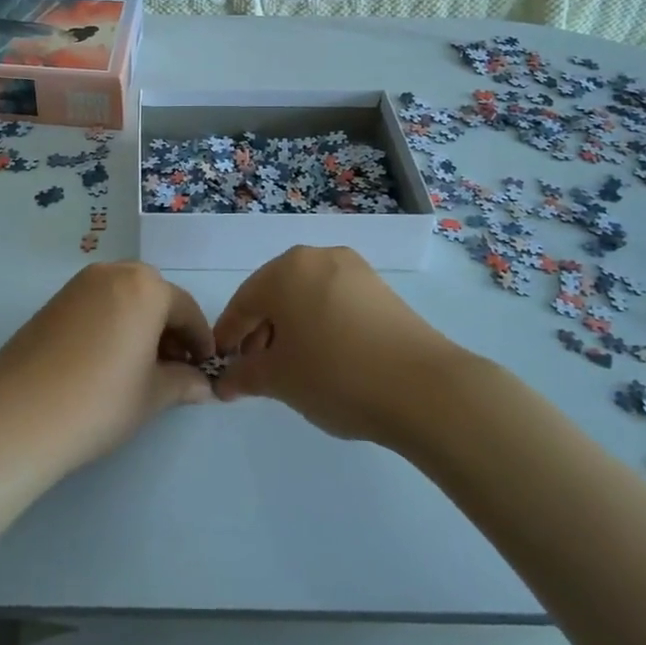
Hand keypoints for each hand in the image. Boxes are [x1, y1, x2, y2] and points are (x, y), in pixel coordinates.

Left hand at [0, 262, 215, 470]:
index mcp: (145, 287)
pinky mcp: (53, 301)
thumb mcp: (152, 395)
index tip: (204, 368)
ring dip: (139, 324)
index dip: (200, 341)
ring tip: (140, 366)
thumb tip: (202, 385)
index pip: (186, 309)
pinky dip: (112, 324)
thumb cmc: (100, 400)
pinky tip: (107, 360)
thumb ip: (183, 383)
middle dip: (168, 329)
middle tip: (173, 368)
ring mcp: (78, 285)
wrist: (20, 413)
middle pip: (154, 296)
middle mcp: (113, 273)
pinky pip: (96, 305)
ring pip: (123, 298)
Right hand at [212, 246, 463, 443]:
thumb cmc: (336, 375)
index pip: (243, 303)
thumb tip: (225, 382)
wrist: (424, 388)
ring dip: (290, 329)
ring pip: (305, 297)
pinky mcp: (380, 288)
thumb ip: (244, 376)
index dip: (228, 336)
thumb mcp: (279, 380)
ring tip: (292, 368)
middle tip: (256, 370)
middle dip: (260, 332)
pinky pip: (334, 301)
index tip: (221, 365)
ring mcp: (354, 269)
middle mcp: (317, 257)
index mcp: (285, 270)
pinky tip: (325, 357)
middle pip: (274, 294)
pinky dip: (320, 324)